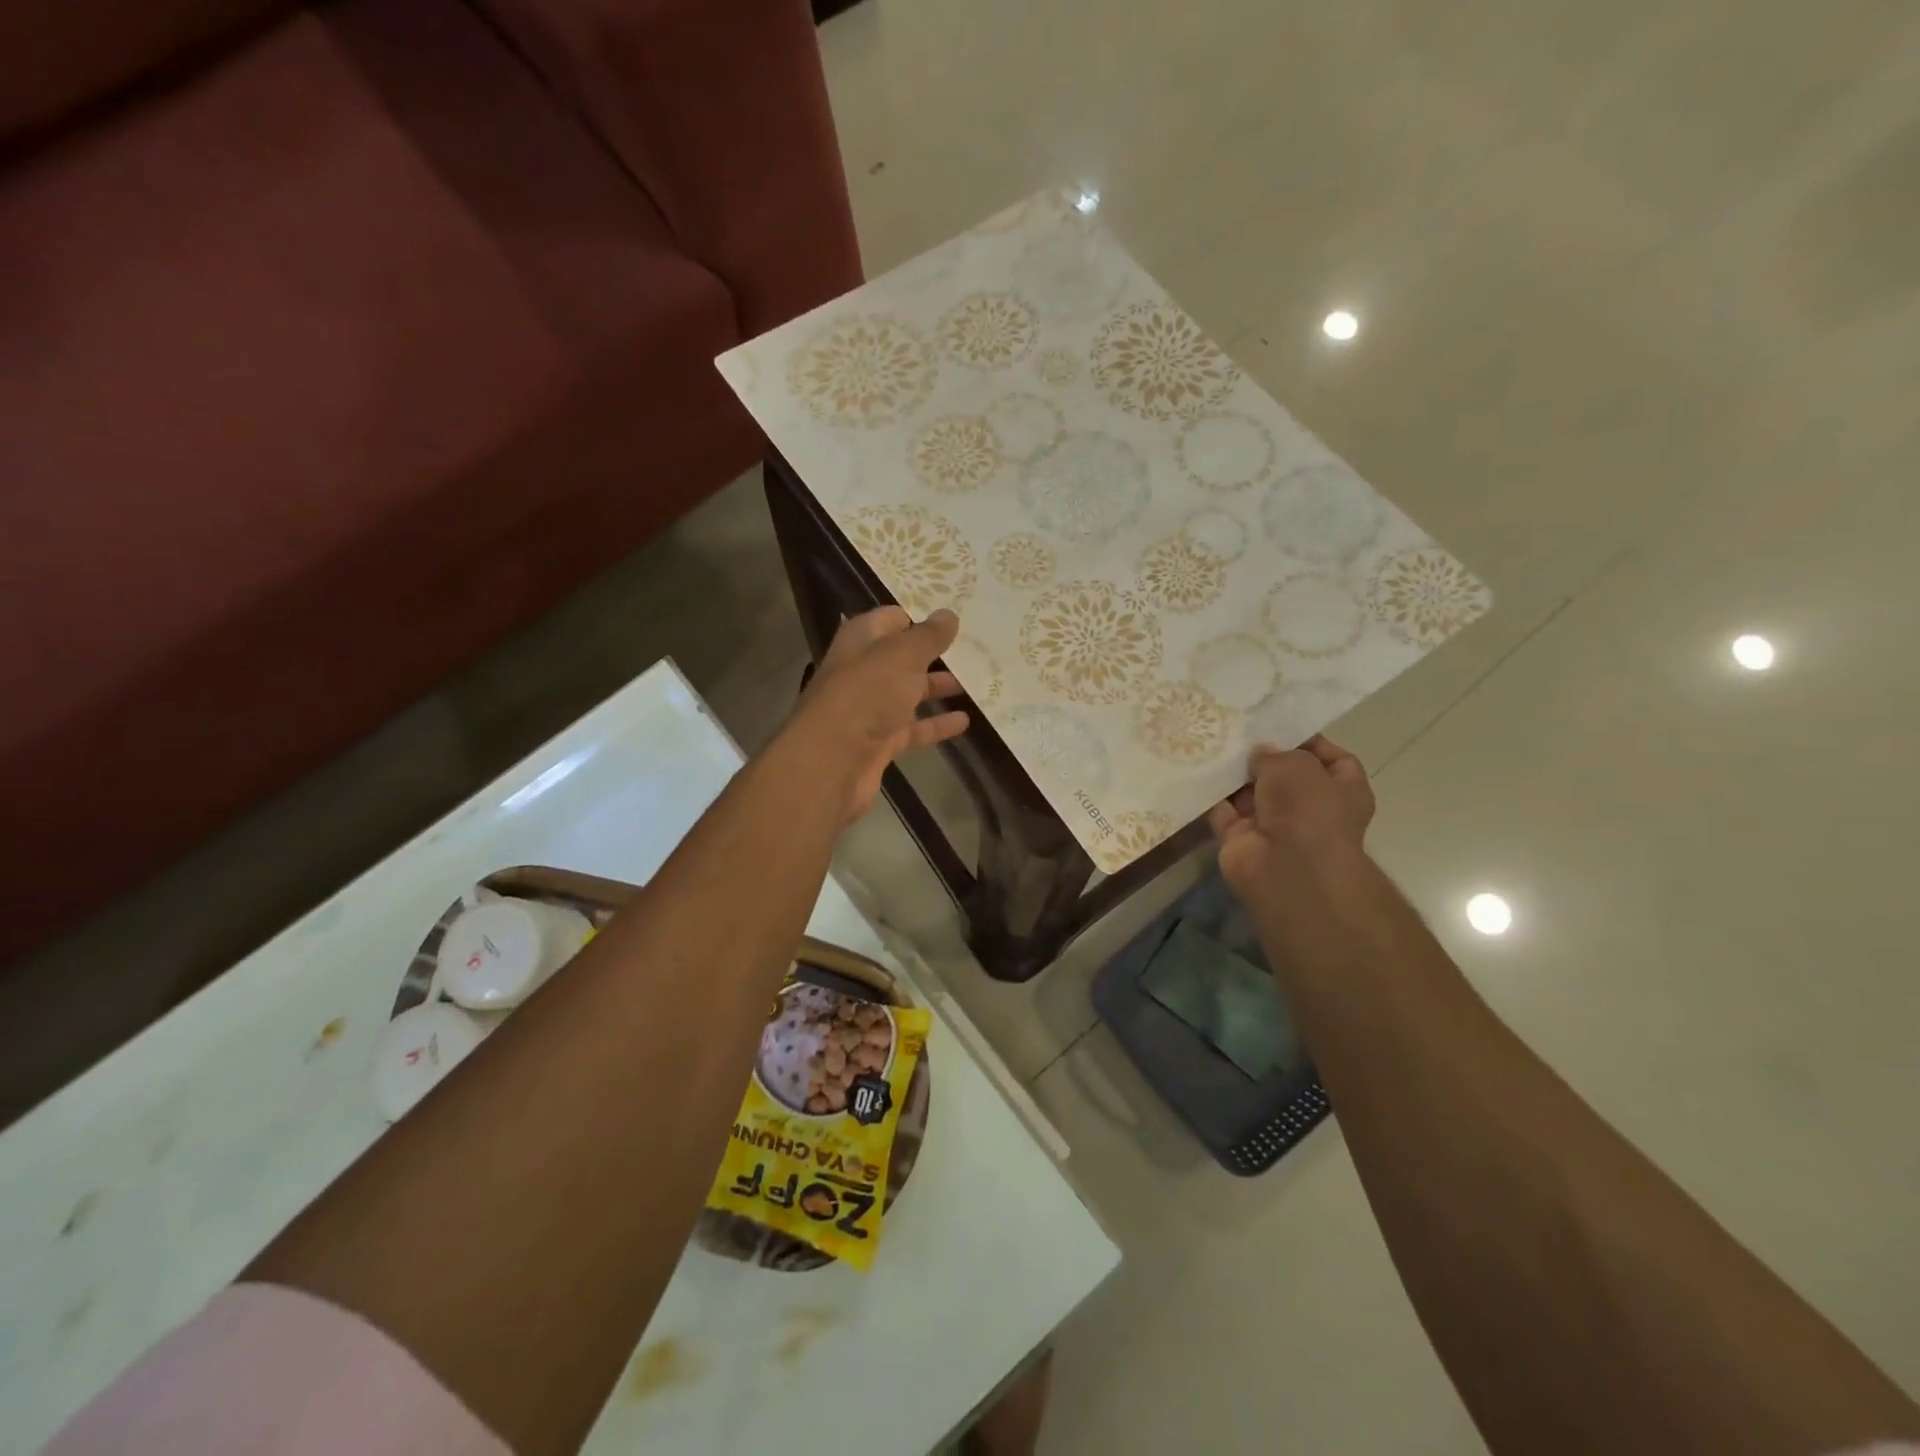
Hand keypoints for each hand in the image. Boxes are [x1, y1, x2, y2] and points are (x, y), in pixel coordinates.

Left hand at [787, 607, 970, 820]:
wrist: (832, 760)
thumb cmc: (866, 694)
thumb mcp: (902, 656)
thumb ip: (928, 636)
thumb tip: (948, 614)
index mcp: (861, 640)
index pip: (890, 618)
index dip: (918, 614)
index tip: (952, 616)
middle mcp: (863, 671)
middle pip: (902, 657)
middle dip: (933, 654)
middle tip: (973, 648)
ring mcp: (871, 708)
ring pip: (909, 693)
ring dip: (937, 688)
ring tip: (975, 682)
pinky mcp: (880, 742)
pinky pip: (913, 729)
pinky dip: (936, 724)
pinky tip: (965, 721)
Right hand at [1209, 735, 1375, 910]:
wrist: (1286, 868)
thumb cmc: (1307, 809)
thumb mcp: (1295, 764)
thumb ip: (1275, 753)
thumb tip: (1259, 754)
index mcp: (1343, 791)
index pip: (1334, 760)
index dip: (1310, 743)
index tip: (1281, 727)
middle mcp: (1311, 810)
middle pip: (1285, 777)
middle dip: (1263, 758)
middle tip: (1237, 732)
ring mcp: (1274, 827)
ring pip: (1250, 794)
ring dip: (1233, 776)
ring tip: (1211, 744)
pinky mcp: (1241, 840)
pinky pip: (1222, 813)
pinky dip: (1210, 796)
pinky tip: (1196, 770)